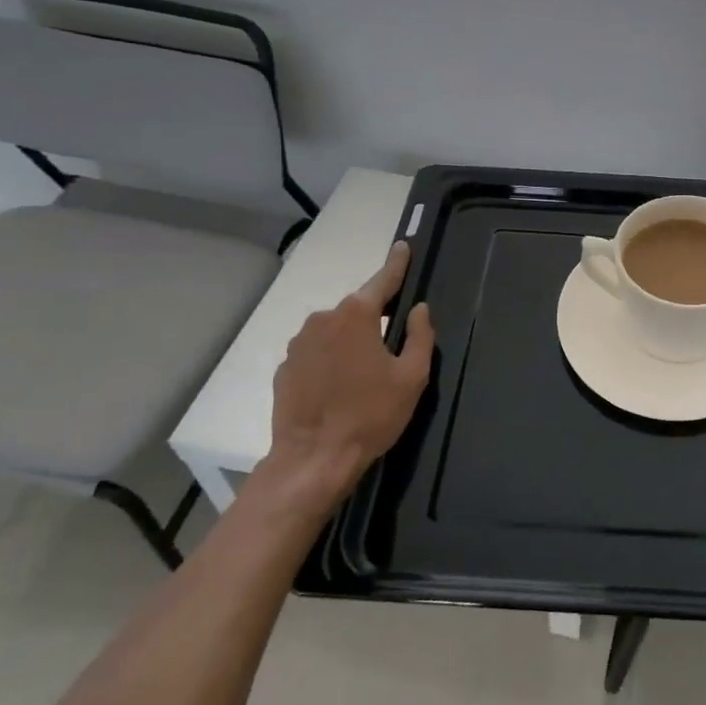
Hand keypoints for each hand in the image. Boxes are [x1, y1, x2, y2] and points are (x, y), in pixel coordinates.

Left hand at [265, 242, 434, 510]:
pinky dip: (331, 359)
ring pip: (335, 330)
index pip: (383, 280)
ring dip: (352, 340)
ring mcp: (299, 343)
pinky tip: (340, 386)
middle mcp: (323, 319)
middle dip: (376, 315)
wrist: (313, 459)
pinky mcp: (285, 367)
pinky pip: (316, 352)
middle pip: (358, 308)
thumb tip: (418, 309)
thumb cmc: (371, 415)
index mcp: (357, 316)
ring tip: (366, 371)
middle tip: (394, 338)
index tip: (403, 245)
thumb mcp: (411, 377)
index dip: (397, 263)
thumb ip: (420, 336)